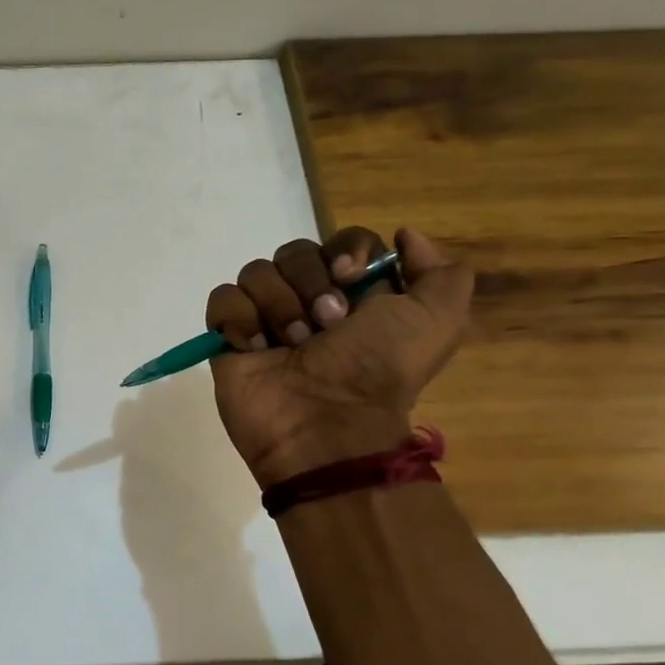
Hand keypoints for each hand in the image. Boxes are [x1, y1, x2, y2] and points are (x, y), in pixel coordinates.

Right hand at [206, 228, 473, 486]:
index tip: (350, 276)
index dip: (346, 249)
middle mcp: (309, 299)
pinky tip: (255, 347)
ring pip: (256, 271)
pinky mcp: (229, 336)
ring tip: (291, 345)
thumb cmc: (378, 372)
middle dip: (310, 284)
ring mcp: (265, 316)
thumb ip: (442, 275)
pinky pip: (223, 298)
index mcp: (357, 293)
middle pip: (295, 252)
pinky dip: (239, 319)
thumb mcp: (437, 322)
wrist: (325, 427)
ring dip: (278, 306)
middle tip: (326, 326)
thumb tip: (406, 237)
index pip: (343, 240)